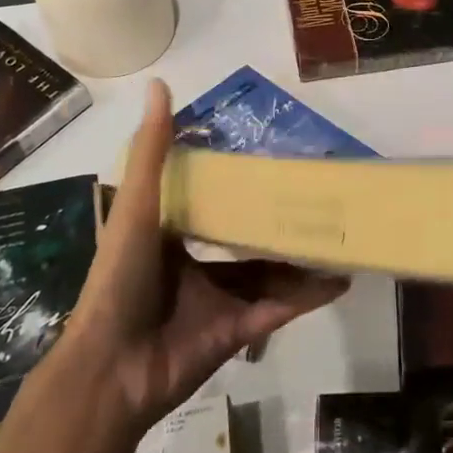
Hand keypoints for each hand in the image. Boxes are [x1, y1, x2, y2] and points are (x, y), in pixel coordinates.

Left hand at [51, 80, 348, 442]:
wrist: (112, 368)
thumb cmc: (119, 278)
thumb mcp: (137, 207)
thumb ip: (152, 151)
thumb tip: (159, 84)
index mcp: (173, 235)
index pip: (214, 201)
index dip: (242, 180)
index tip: (275, 156)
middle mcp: (198, 265)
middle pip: (250, 237)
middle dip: (282, 219)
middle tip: (320, 194)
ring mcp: (220, 300)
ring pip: (272, 273)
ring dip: (304, 257)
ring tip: (341, 232)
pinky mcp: (239, 331)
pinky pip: (281, 308)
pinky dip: (310, 295)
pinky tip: (341, 279)